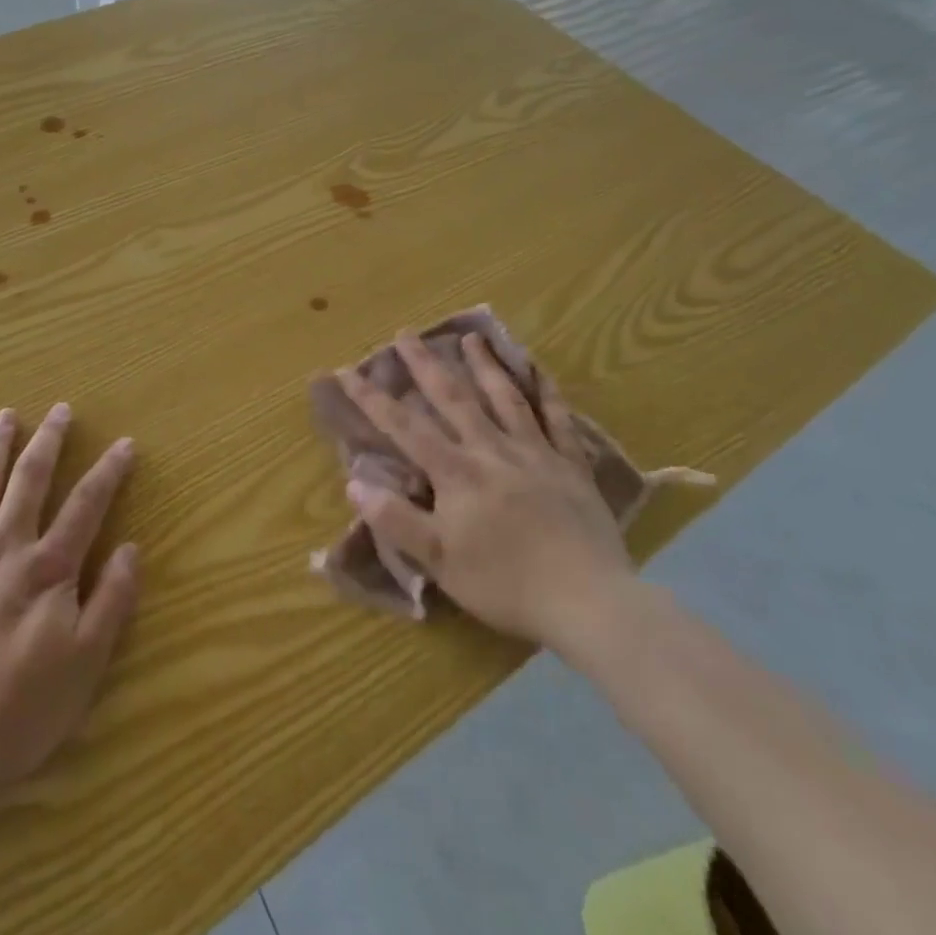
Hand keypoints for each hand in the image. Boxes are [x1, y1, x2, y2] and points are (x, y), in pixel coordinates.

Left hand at [0, 405, 138, 805]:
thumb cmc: (18, 714)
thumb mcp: (85, 666)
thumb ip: (111, 601)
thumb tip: (131, 548)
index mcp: (48, 569)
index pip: (87, 504)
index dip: (109, 471)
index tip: (124, 444)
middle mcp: (4, 548)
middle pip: (31, 479)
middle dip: (50, 440)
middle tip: (61, 410)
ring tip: (8, 416)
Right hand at [337, 331, 634, 649]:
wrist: (589, 601)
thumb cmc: (506, 584)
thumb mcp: (440, 561)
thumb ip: (396, 519)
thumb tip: (354, 483)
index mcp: (456, 472)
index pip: (404, 427)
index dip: (372, 398)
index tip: (346, 371)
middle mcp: (492, 450)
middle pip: (453, 398)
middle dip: (425, 364)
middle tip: (406, 332)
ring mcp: (535, 454)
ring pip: (505, 398)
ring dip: (484, 366)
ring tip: (470, 338)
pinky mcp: (571, 467)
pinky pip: (559, 420)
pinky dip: (548, 393)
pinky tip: (540, 372)